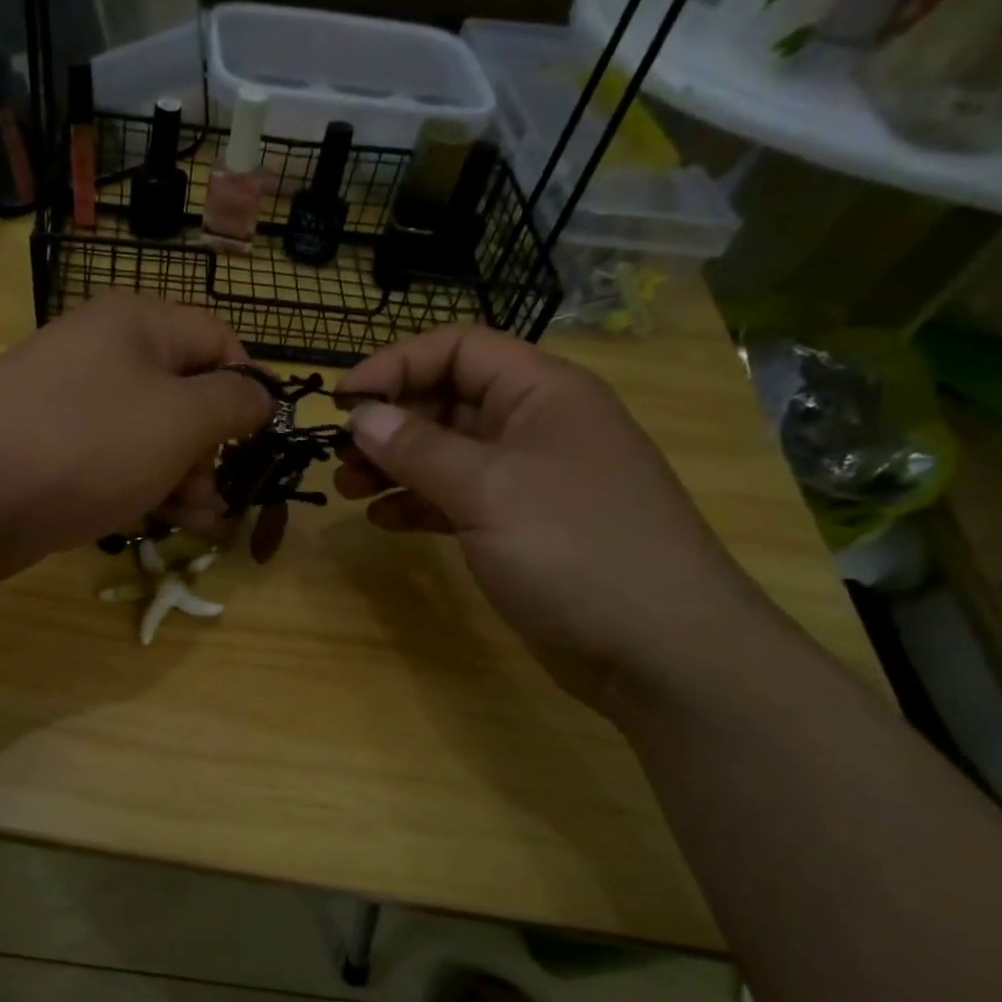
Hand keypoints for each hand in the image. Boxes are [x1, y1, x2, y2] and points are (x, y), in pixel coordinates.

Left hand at [0, 294, 272, 583]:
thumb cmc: (86, 446)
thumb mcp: (180, 420)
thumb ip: (234, 403)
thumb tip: (263, 396)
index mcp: (138, 324)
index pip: (220, 343)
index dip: (248, 393)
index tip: (258, 446)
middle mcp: (104, 353)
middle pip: (185, 394)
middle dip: (211, 450)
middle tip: (214, 497)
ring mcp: (72, 402)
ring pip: (151, 436)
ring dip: (182, 479)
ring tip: (193, 522)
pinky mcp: (52, 448)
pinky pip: (114, 461)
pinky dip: (141, 488)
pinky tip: (156, 523)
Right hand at [335, 326, 777, 714]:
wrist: (660, 651)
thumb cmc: (576, 550)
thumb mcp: (489, 490)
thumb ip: (419, 449)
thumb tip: (362, 416)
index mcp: (542, 393)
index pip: (459, 350)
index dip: (395, 365)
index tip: (341, 401)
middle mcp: (536, 427)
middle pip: (448, 401)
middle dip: (390, 423)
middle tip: (341, 456)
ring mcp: (529, 481)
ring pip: (447, 455)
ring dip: (396, 466)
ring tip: (349, 490)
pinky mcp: (520, 529)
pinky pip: (457, 501)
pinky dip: (419, 505)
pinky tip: (384, 521)